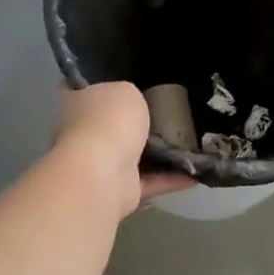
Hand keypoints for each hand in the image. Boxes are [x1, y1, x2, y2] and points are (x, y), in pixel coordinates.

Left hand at [52, 83, 194, 216]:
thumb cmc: (110, 121)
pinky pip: (149, 180)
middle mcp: (84, 134)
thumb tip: (130, 104)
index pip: (87, 90)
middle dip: (136, 123)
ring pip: (133, 155)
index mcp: (78, 104)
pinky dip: (170, 178)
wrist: (102, 173)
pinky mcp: (119, 189)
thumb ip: (130, 94)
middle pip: (112, 124)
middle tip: (170, 113)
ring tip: (191, 143)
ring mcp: (99, 164)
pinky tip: (195, 171)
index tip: (133, 85)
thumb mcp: (126, 90)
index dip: (107, 86)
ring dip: (158, 154)